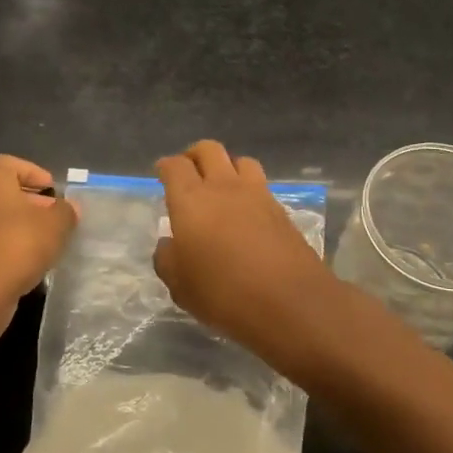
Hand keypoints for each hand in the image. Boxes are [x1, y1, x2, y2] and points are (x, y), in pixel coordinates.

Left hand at [0, 155, 78, 300]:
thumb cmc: (20, 243)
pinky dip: (9, 247)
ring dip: (20, 227)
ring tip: (45, 243)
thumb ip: (66, 211)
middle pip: (4, 193)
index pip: (9, 164)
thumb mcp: (57, 224)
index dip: (33, 173)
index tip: (52, 191)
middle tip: (54, 218)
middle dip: (31, 203)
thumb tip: (69, 208)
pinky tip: (28, 263)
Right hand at [153, 140, 334, 351]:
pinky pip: (261, 186)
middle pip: (208, 150)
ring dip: (227, 167)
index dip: (166, 167)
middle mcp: (223, 187)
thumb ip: (167, 259)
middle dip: (194, 156)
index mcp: (191, 199)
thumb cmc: (223, 293)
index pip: (175, 166)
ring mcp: (257, 195)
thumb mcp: (180, 286)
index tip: (162, 174)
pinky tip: (246, 213)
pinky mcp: (281, 210)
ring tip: (221, 188)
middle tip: (188, 175)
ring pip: (240, 160)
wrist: (289, 302)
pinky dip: (249, 190)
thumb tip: (169, 244)